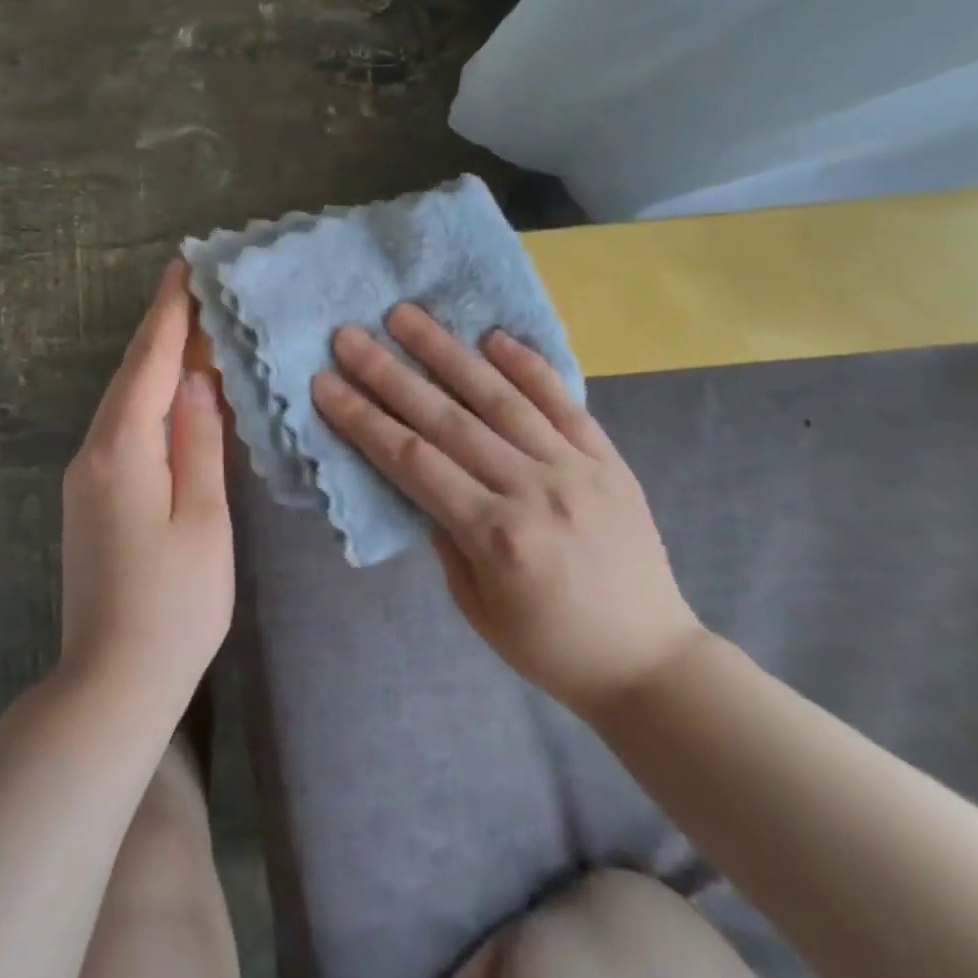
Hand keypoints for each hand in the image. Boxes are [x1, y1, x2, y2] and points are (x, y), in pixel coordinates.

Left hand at [60, 260, 233, 719]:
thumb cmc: (174, 604)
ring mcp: (85, 476)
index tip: (183, 267)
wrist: (111, 682)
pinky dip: (148, 397)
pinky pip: (121, 428)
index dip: (169, 314)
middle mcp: (93, 452)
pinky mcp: (90, 497)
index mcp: (123, 450)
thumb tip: (201, 381)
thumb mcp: (204, 519)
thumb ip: (201, 443)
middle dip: (161, 328)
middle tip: (191, 286)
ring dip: (155, 361)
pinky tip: (171, 393)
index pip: (151, 364)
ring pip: (124, 400)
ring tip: (190, 327)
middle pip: (132, 375)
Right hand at [312, 304, 705, 717]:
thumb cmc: (552, 648)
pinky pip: (563, 403)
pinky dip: (528, 366)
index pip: (412, 461)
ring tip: (406, 315)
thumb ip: (446, 537)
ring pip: (499, 398)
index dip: (363, 419)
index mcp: (495, 536)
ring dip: (447, 352)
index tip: (325, 382)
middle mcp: (532, 490)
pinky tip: (493, 335)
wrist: (652, 663)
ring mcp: (575, 468)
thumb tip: (424, 478)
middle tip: (350, 335)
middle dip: (390, 373)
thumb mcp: (478, 608)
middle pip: (446, 419)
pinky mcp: (607, 459)